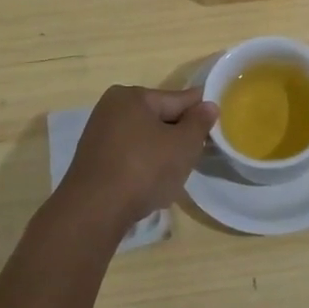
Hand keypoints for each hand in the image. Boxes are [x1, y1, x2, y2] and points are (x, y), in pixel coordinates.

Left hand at [56, 85, 218, 233]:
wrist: (94, 212)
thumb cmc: (144, 169)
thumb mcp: (183, 145)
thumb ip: (199, 122)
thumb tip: (209, 105)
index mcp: (132, 96)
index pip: (177, 99)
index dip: (199, 112)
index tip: (215, 124)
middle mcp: (111, 108)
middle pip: (159, 118)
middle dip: (178, 136)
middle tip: (195, 156)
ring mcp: (98, 135)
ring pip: (144, 140)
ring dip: (161, 154)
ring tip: (174, 176)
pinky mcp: (92, 162)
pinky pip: (128, 157)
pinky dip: (142, 167)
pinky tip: (150, 186)